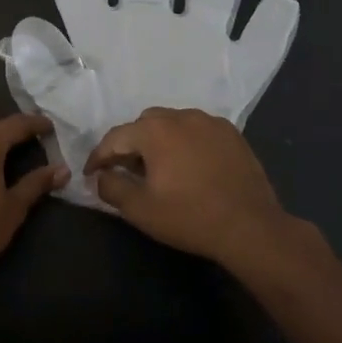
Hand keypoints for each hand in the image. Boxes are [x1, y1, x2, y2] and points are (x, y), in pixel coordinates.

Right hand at [85, 107, 296, 267]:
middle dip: (130, 144)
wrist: (250, 226)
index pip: (115, 137)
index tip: (91, 174)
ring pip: (173, 123)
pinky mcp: (231, 133)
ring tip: (160, 167)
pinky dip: (186, 141)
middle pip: (144, 124)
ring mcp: (209, 122)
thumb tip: (101, 176)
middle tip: (127, 170)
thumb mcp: (140, 209)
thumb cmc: (189, 217)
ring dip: (160, 140)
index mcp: (155, 130)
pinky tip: (190, 165)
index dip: (99, 157)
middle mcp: (181, 116)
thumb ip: (112, 188)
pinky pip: (198, 130)